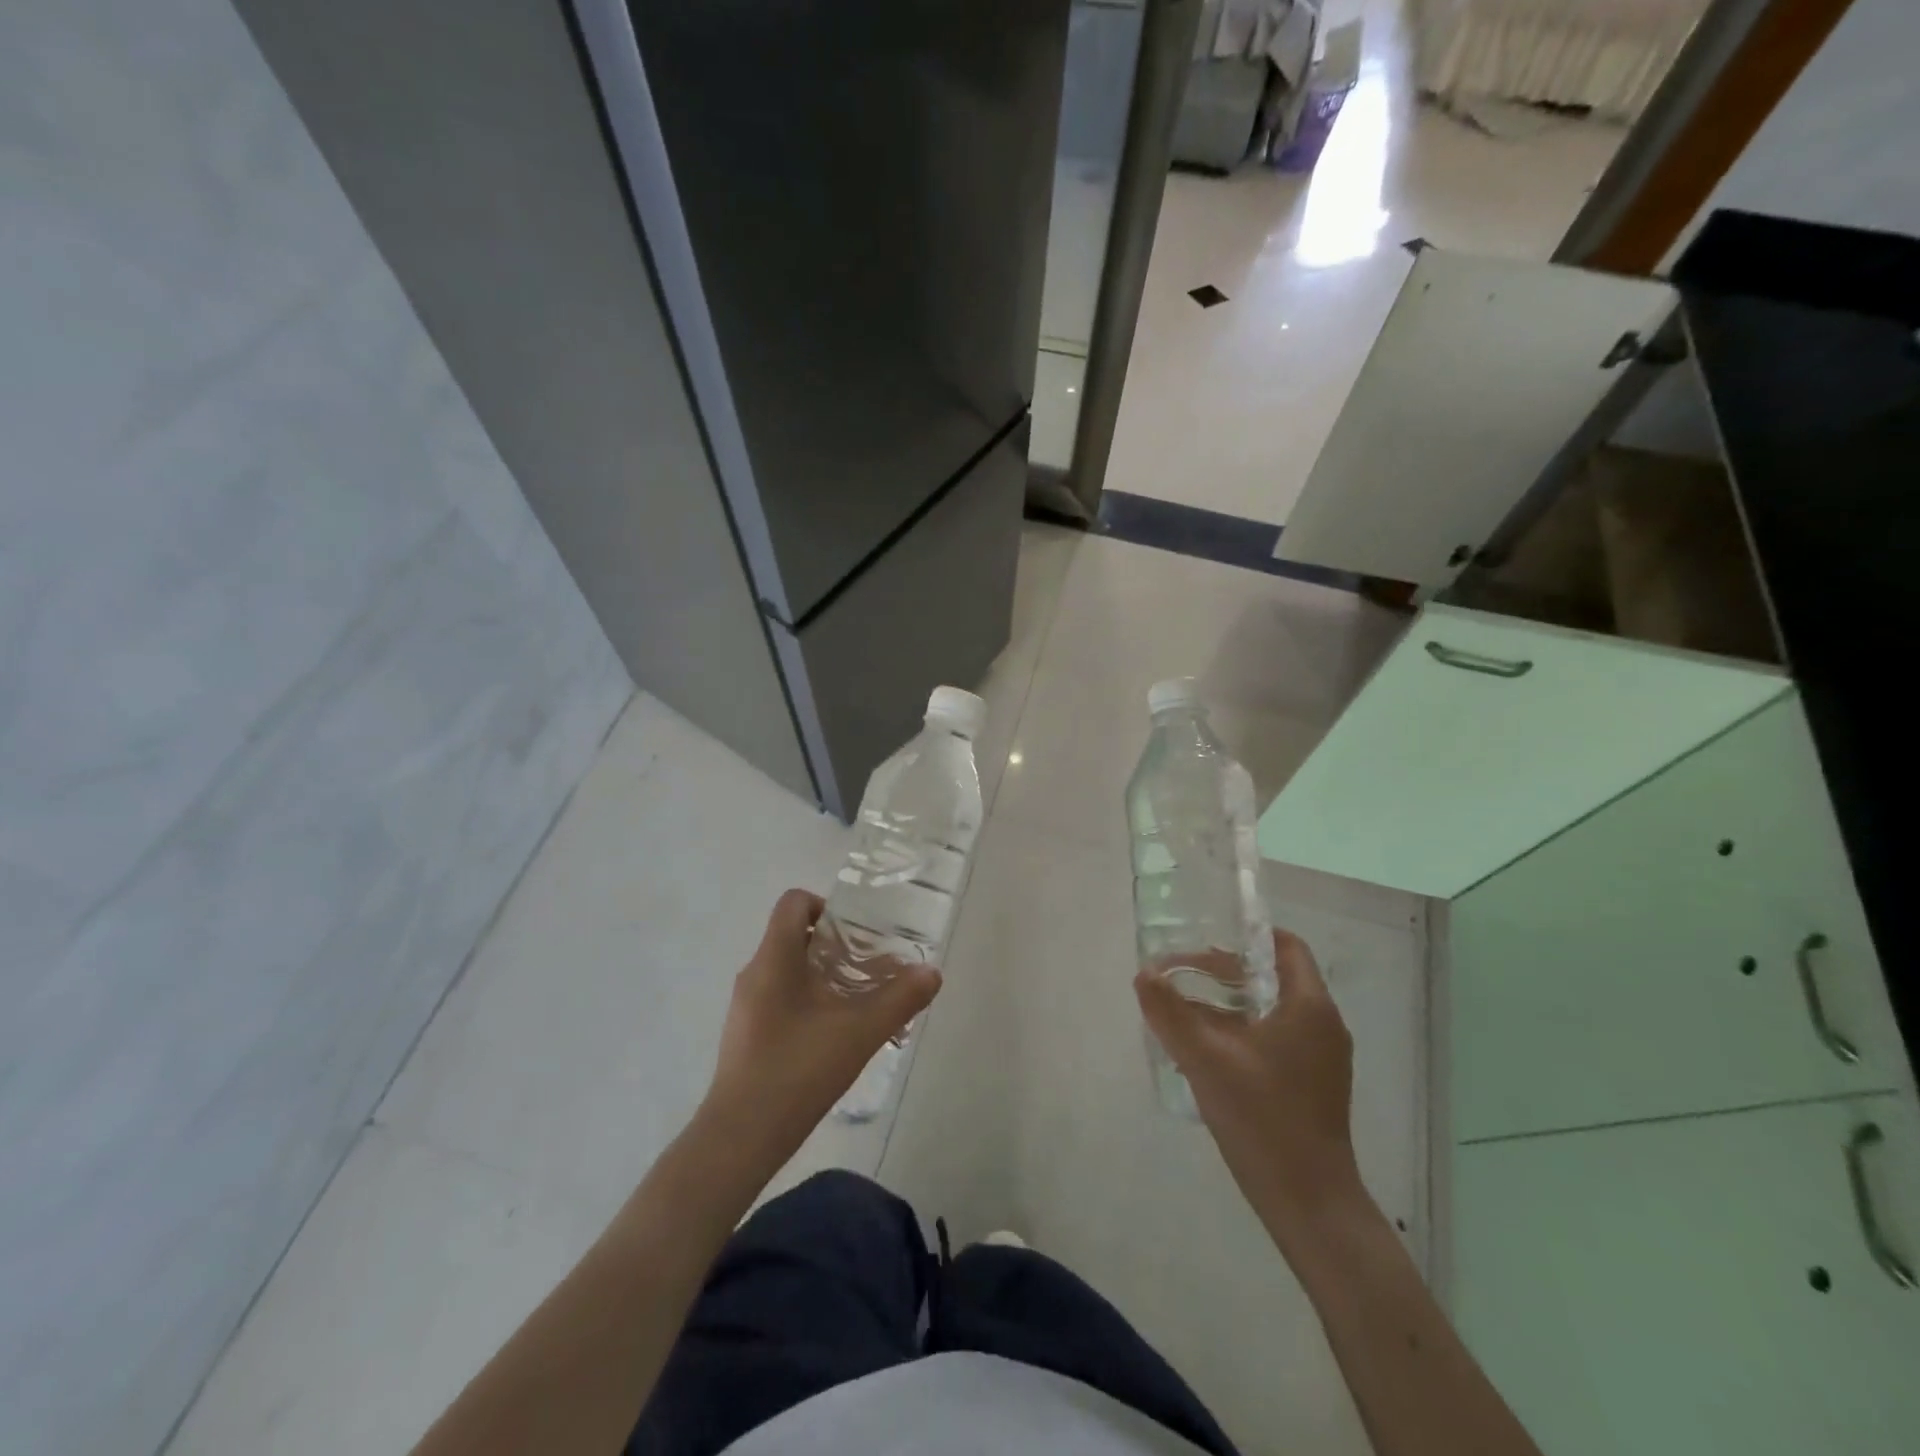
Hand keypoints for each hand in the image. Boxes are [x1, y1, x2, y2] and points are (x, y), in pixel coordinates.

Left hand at [703, 890, 940, 1161]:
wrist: (741, 1137)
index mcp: (775, 958)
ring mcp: (746, 1005)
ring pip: (789, 970)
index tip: (857, 933)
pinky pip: (781, 998)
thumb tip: (932, 973)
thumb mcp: (860, 1032)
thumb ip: (899, 999)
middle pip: (795, 936)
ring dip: (825, 977)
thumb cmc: (798, 1070)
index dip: (827, 905)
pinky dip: (810, 1002)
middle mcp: (755, 972)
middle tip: (871, 968)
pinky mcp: (746, 1034)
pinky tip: (835, 1036)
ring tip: (860, 1004)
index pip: (793, 902)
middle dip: (836, 947)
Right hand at [1135, 929, 1366, 1251]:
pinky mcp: (1312, 1084)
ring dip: (1229, 1002)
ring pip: (1272, 1009)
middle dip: (1225, 970)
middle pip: (1273, 976)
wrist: (1310, 1204)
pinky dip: (1241, 1030)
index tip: (1204, 937)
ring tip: (1185, 1008)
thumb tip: (1143, 974)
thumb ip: (1171, 1013)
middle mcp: (1322, 1024)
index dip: (1245, 935)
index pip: (1285, 945)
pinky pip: (1275, 1037)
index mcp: (1309, 1007)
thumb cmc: (1264, 1119)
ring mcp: (1321, 1057)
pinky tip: (1205, 1050)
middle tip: (1181, 974)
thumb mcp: (1206, 1060)